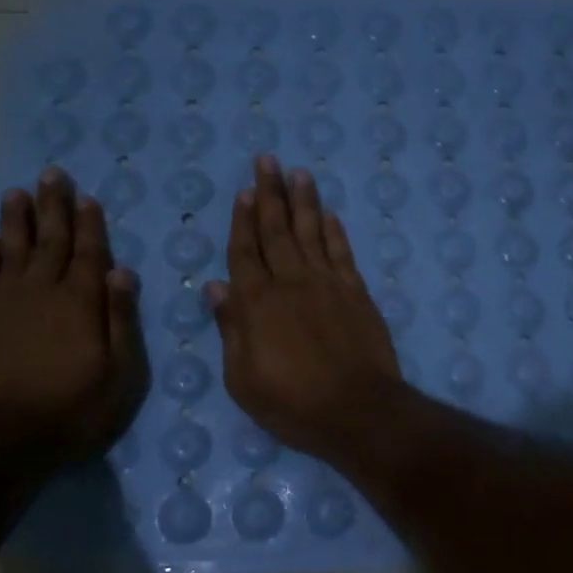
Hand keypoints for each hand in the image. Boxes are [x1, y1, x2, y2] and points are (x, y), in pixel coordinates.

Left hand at [0, 167, 148, 463]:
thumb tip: (123, 272)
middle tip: (53, 173)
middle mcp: (42, 291)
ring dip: (17, 219)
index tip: (87, 196)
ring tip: (18, 192)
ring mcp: (5, 302)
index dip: (90, 225)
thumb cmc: (74, 409)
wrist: (2, 436)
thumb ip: (121, 320)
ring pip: (12, 249)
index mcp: (81, 303)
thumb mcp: (120, 374)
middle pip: (51, 240)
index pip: (90, 254)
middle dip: (54, 207)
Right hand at [207, 156, 403, 461]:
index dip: (242, 221)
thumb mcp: (244, 380)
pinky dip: (334, 232)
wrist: (358, 411)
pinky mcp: (357, 294)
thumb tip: (214, 287)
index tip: (244, 192)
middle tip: (268, 161)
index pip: (245, 252)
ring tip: (298, 173)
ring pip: (311, 234)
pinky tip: (328, 215)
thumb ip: (231, 329)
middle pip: (277, 231)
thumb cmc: (293, 404)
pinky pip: (342, 254)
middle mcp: (291, 283)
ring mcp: (328, 285)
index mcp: (257, 304)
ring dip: (304, 202)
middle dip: (271, 194)